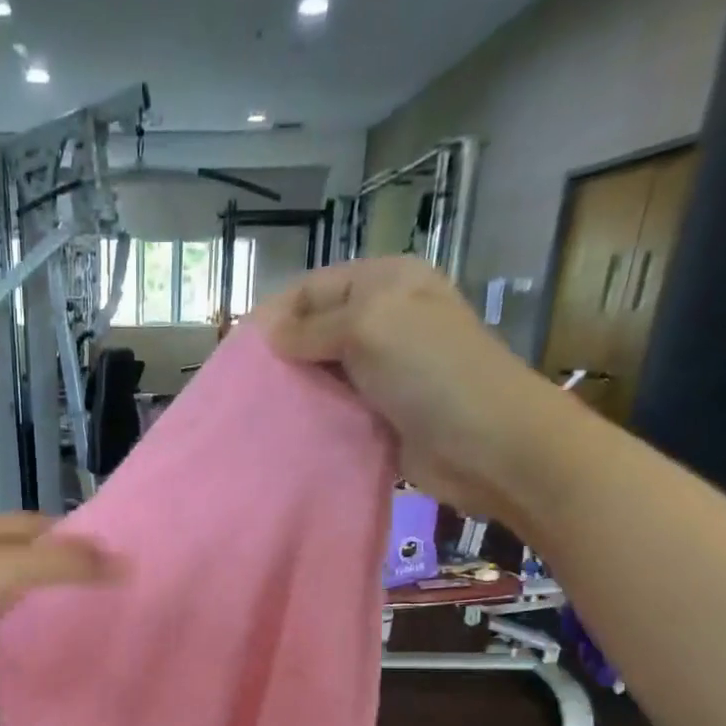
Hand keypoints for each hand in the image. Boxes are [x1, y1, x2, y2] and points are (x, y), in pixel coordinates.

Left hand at [0, 514, 122, 696]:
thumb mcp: (6, 572)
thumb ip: (62, 564)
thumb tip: (123, 562)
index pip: (48, 524)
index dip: (82, 538)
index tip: (117, 560)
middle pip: (32, 546)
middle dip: (66, 559)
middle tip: (105, 583)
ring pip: (16, 571)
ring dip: (45, 580)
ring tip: (81, 600)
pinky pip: (0, 596)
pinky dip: (23, 601)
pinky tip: (34, 618)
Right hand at [260, 258, 574, 516]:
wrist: (488, 443)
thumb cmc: (431, 371)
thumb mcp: (369, 325)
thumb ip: (314, 326)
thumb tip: (269, 334)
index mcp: (386, 282)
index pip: (314, 286)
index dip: (276, 313)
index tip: (238, 351)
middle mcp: (385, 320)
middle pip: (317, 329)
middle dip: (282, 354)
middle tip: (244, 387)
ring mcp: (385, 371)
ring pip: (325, 373)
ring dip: (296, 390)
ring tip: (258, 411)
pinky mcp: (383, 414)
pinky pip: (338, 409)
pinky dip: (315, 418)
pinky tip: (288, 431)